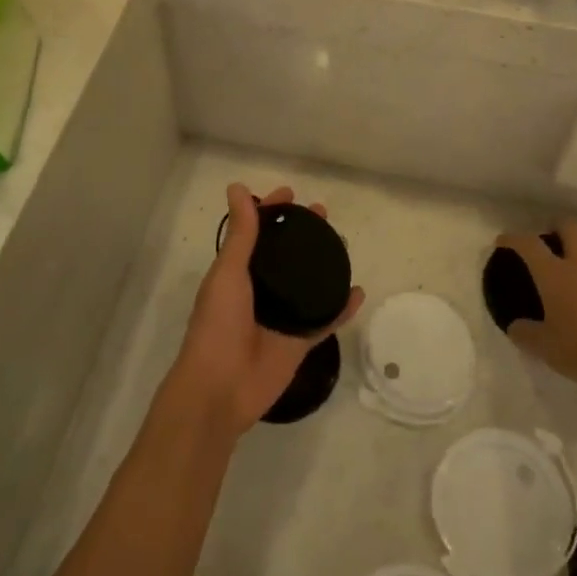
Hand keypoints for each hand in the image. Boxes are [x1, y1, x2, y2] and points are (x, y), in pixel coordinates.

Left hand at [168, 183, 365, 440]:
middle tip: (324, 215)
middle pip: (286, 255)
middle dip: (303, 234)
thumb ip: (240, 234)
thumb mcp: (228, 272)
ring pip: (308, 284)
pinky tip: (358, 292)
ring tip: (343, 244)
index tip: (291, 194)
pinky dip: (341, 308)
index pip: (256, 233)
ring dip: (324, 264)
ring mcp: (282, 317)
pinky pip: (325, 320)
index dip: (271, 212)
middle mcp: (260, 290)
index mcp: (237, 273)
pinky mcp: (299, 342)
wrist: (221, 388)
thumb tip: (237, 186)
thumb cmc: (218, 325)